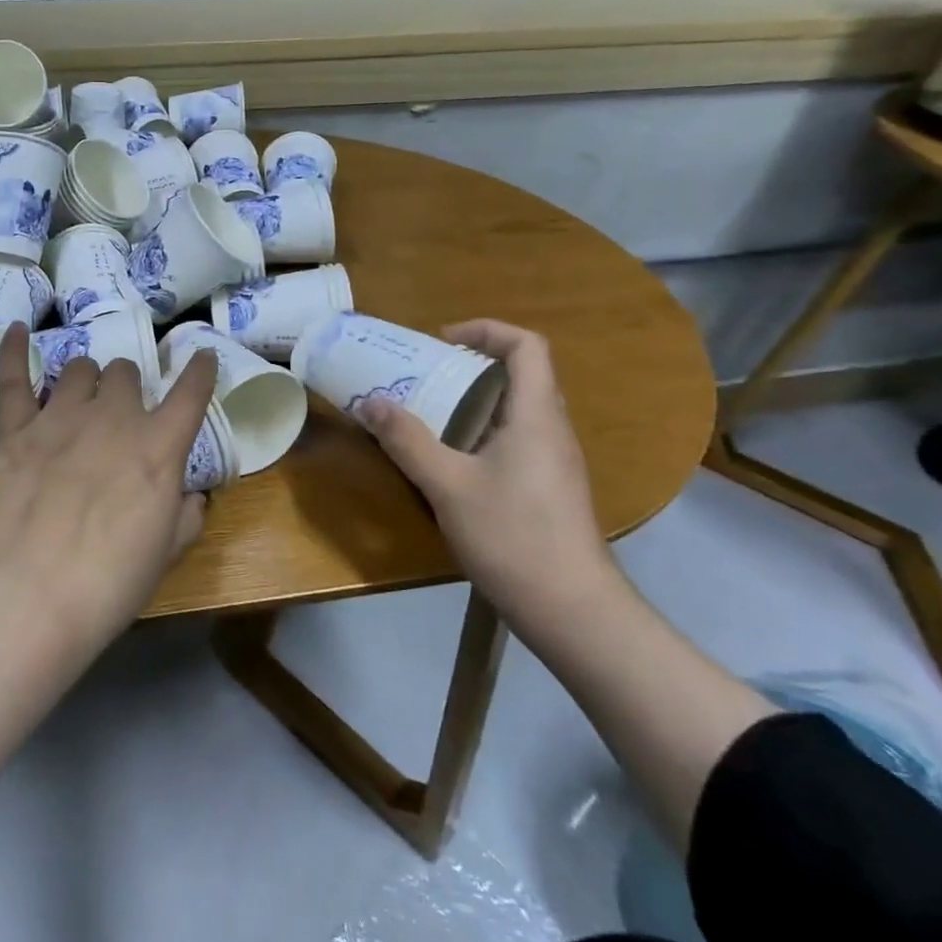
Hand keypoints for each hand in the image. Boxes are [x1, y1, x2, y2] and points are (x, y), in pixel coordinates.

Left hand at [0, 323, 216, 643]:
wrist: (33, 596)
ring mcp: (59, 418)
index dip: (200, 371)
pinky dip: (15, 350)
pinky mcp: (14, 429)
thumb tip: (190, 495)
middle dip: (127, 388)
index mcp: (159, 447)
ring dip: (85, 380)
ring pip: (78, 368)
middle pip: (125, 373)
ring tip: (79, 399)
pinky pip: (13, 377)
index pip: (190, 393)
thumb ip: (186, 515)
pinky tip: (18, 330)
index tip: (202, 357)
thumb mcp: (167, 554)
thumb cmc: (111, 583)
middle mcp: (113, 418)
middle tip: (120, 414)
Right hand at [358, 319, 613, 633]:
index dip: (486, 330)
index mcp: (536, 416)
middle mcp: (552, 429)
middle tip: (423, 375)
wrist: (571, 610)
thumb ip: (407, 440)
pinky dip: (480, 431)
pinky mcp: (548, 487)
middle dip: (470, 366)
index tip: (442, 342)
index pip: (527, 346)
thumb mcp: (447, 485)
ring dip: (473, 401)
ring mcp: (554, 461)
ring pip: (516, 409)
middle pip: (520, 374)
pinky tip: (450, 460)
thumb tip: (370, 403)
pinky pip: (514, 438)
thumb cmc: (512, 537)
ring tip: (427, 412)